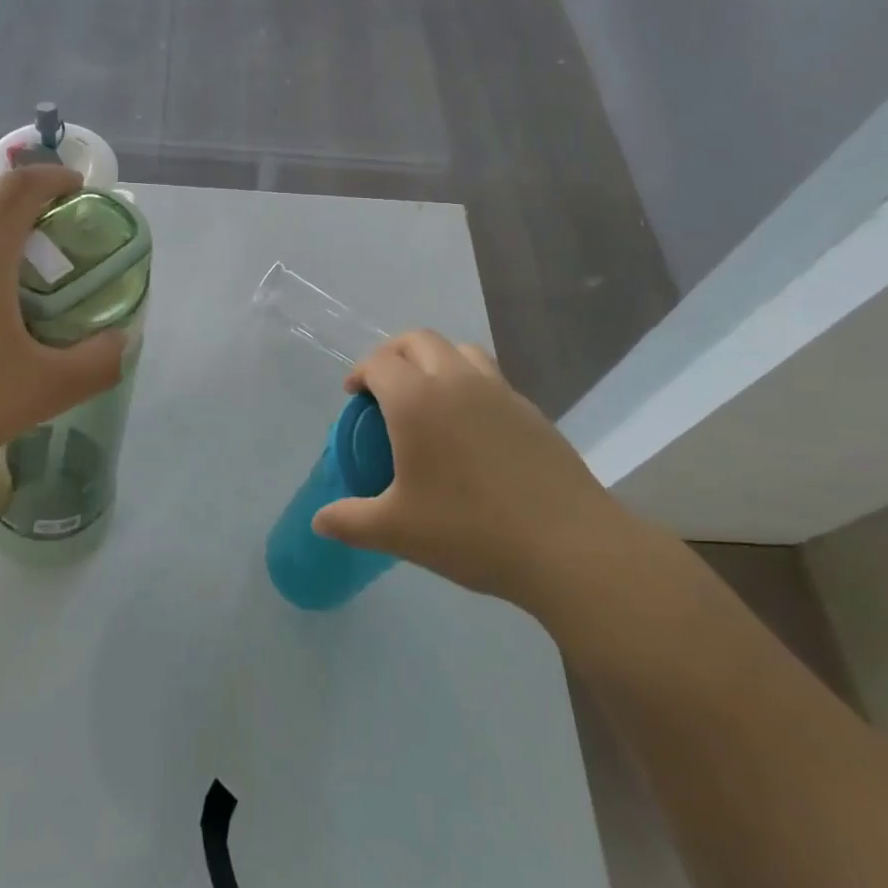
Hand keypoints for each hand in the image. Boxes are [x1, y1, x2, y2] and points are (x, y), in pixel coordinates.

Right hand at [310, 331, 616, 604]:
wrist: (568, 546)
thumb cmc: (471, 531)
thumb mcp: (398, 531)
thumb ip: (351, 521)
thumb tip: (318, 521)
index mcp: (417, 400)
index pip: (379, 363)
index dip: (360, 373)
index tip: (354, 397)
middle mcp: (456, 381)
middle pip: (418, 341)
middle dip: (393, 354)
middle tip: (383, 388)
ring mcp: (499, 391)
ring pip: (460, 350)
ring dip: (435, 360)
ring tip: (428, 397)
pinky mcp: (531, 410)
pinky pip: (490, 378)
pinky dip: (469, 384)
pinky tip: (471, 430)